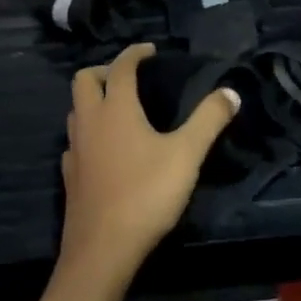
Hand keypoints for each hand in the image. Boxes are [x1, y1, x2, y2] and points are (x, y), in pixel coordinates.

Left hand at [60, 43, 238, 282]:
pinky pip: (75, 142)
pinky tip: (105, 149)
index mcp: (116, 109)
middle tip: (130, 78)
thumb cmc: (146, 194)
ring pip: (76, 111)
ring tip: (119, 110)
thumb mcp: (187, 154)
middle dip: (105, 70)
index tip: (150, 51)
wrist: (103, 248)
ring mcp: (75, 150)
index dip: (135, 53)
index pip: (121, 67)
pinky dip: (89, 133)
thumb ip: (209, 120)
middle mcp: (89, 122)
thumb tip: (231, 92)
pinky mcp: (70, 176)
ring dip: (94, 101)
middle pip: (84, 80)